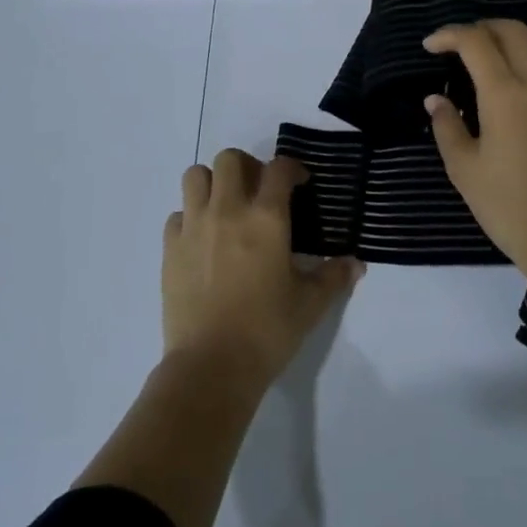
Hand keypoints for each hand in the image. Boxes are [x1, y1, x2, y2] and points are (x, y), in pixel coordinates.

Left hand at [164, 150, 363, 392]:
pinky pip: (177, 214)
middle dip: (247, 165)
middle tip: (258, 190)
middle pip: (230, 158)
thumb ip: (333, 277)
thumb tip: (356, 264)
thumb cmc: (267, 331)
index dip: (292, 168)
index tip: (299, 183)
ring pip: (196, 176)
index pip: (279, 168)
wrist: (211, 367)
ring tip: (225, 206)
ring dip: (212, 183)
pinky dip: (190, 217)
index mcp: (267, 218)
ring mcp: (194, 226)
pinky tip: (202, 240)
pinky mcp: (170, 249)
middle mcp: (228, 210)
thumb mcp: (310, 305)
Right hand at [424, 20, 526, 291]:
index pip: (476, 41)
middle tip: (455, 47)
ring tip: (489, 56)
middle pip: (511, 29)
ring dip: (511, 36)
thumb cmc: (508, 206)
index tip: (429, 47)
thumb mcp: (464, 169)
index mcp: (505, 94)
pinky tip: (512, 80)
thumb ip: (447, 126)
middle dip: (479, 28)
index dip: (448, 35)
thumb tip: (435, 99)